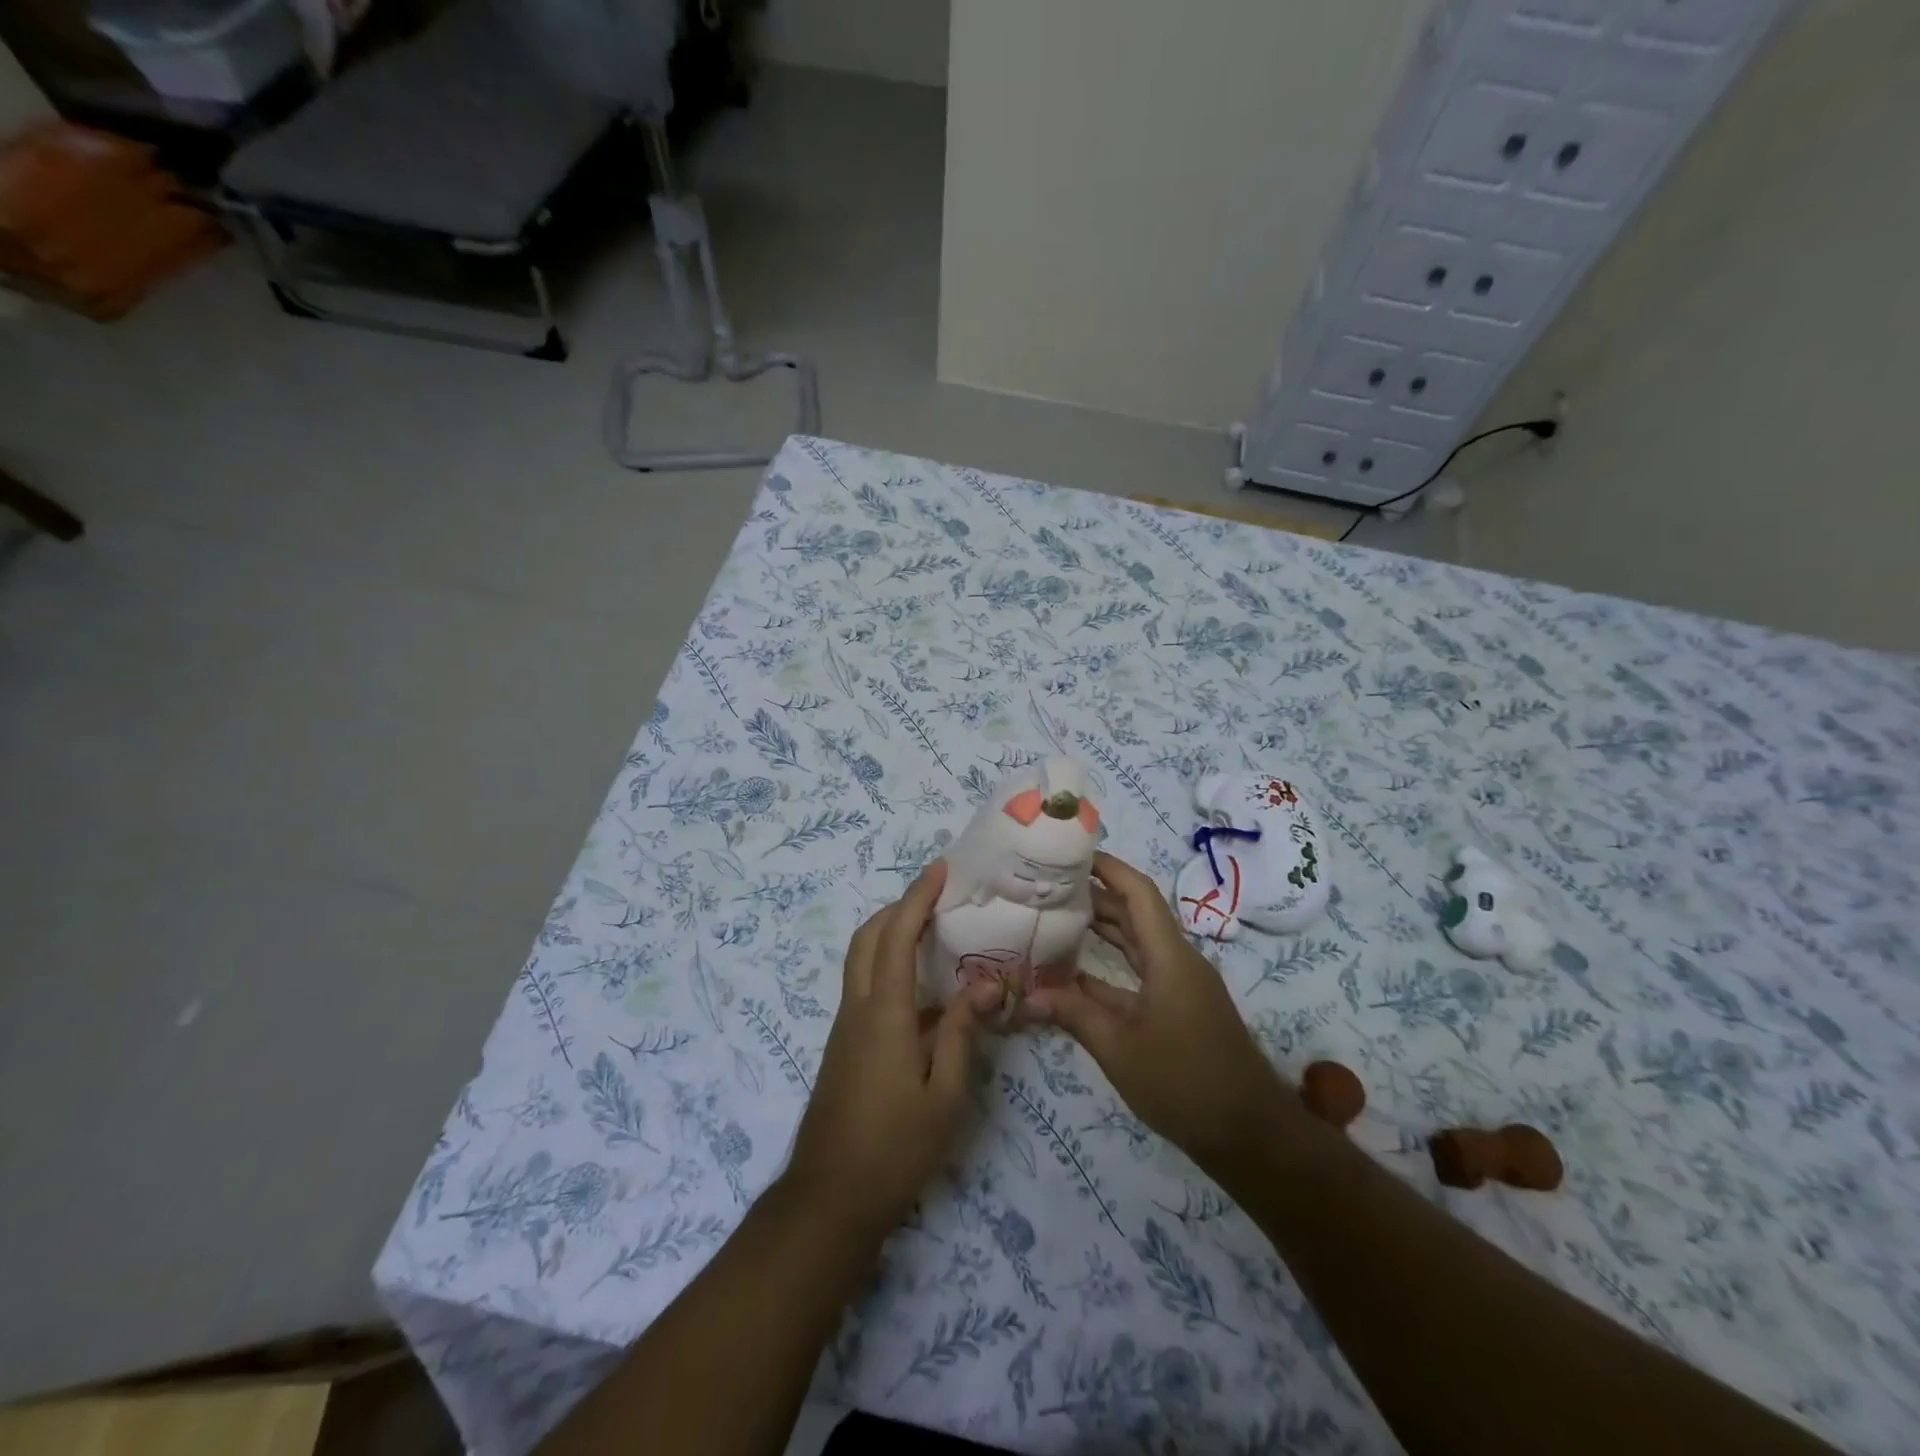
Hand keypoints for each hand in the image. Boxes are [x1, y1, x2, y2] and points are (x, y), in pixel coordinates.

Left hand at [782, 861, 997, 1239]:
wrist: (830, 1197)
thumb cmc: (894, 1148)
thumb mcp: (944, 1096)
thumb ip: (961, 1034)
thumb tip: (983, 985)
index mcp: (883, 1014)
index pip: (896, 938)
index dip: (917, 898)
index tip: (939, 870)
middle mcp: (857, 1008)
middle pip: (867, 937)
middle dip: (898, 907)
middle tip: (936, 896)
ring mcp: (846, 1026)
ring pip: (861, 959)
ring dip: (890, 932)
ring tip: (933, 930)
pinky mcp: (845, 1044)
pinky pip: (865, 985)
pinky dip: (888, 964)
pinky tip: (923, 988)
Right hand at [1025, 851, 1295, 1173]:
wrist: (1248, 1133)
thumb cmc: (1184, 1081)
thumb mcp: (1119, 1048)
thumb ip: (1072, 1014)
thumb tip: (1025, 996)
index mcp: (1169, 956)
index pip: (1138, 893)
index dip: (1108, 867)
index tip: (1071, 854)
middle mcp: (1176, 961)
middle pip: (1135, 913)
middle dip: (1095, 895)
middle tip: (1050, 885)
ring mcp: (1179, 985)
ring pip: (1136, 943)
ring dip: (1102, 929)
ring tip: (1056, 915)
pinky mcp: (1177, 1008)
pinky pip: (1139, 973)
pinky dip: (1109, 967)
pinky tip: (1074, 971)